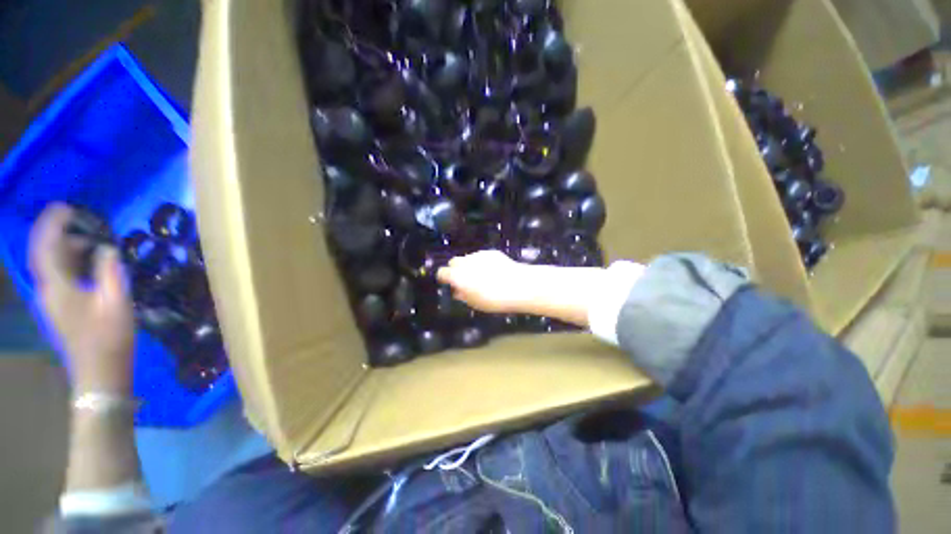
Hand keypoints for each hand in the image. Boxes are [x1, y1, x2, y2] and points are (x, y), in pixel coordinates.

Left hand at [29, 204, 134, 393]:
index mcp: (57, 286)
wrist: (99, 372)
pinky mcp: (58, 307)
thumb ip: (109, 270)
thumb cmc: (109, 337)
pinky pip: (57, 275)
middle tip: (80, 219)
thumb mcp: (116, 301)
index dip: (52, 223)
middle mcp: (47, 289)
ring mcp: (51, 300)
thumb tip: (106, 248)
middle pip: (43, 253)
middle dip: (57, 231)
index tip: (65, 206)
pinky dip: (68, 262)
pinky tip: (87, 263)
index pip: (45, 246)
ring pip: (50, 264)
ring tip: (90, 240)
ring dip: (65, 247)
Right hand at [437, 250, 532, 312]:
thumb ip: (462, 295)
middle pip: (453, 262)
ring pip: (468, 258)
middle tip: (465, 280)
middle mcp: (465, 262)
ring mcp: (478, 255)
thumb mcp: (474, 303)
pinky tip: (494, 271)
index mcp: (457, 276)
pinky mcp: (491, 252)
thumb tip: (457, 291)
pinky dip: (483, 262)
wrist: (518, 285)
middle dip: (456, 270)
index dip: (444, 278)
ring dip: (470, 265)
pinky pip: (481, 256)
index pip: (442, 272)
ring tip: (483, 276)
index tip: (448, 284)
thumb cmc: (494, 300)